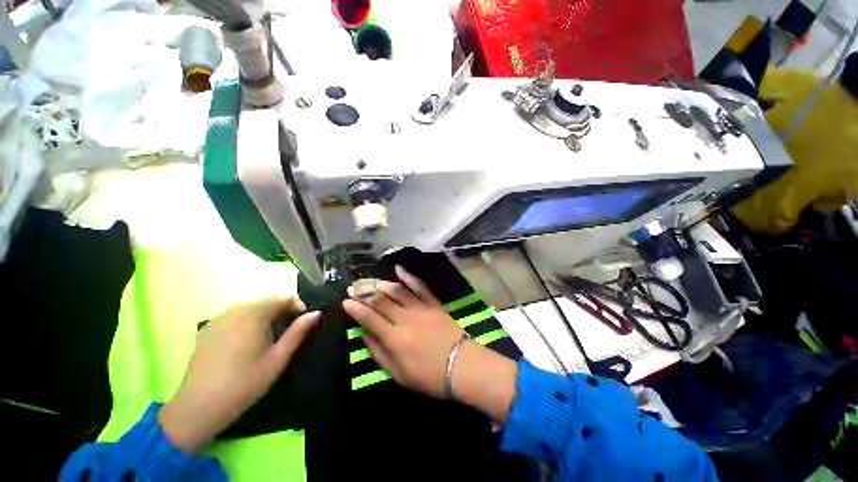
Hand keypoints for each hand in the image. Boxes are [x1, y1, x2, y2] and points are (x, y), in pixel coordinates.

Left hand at [158, 297, 319, 453]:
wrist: (199, 407)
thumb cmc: (245, 383)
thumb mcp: (278, 359)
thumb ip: (298, 332)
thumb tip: (316, 313)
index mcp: (254, 315)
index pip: (283, 298)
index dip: (298, 307)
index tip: (302, 324)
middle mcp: (235, 311)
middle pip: (266, 302)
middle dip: (281, 313)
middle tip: (285, 335)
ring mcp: (218, 319)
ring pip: (250, 309)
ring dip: (264, 318)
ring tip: (266, 340)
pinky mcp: (207, 329)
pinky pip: (234, 317)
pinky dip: (246, 323)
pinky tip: (244, 345)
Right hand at [343, 266, 463, 396]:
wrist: (461, 365)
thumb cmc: (428, 376)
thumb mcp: (398, 374)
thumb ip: (379, 353)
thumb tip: (364, 334)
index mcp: (394, 338)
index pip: (370, 318)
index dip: (356, 309)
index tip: (346, 302)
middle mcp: (405, 318)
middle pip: (381, 301)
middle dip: (364, 293)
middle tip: (353, 287)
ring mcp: (420, 308)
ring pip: (397, 291)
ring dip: (382, 284)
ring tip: (370, 281)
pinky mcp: (433, 303)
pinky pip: (420, 287)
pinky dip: (409, 277)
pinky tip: (399, 269)